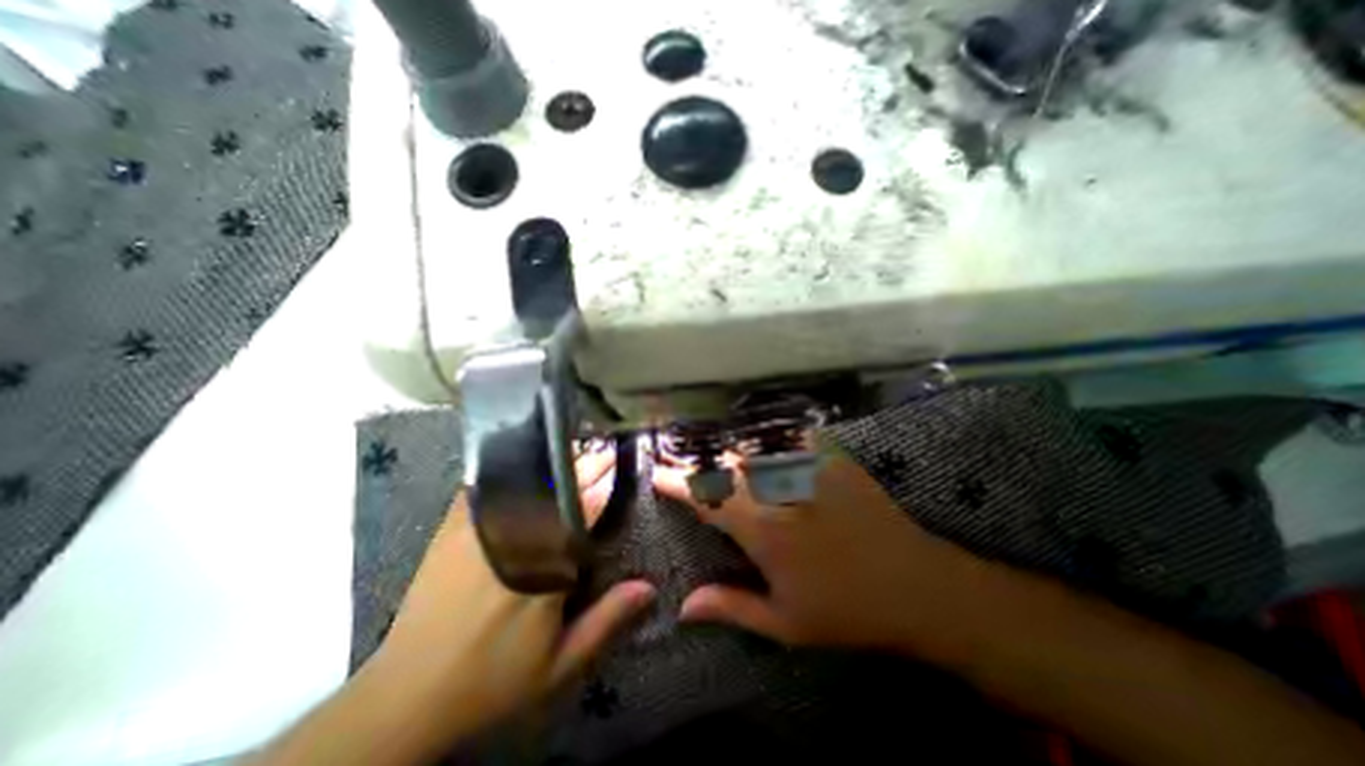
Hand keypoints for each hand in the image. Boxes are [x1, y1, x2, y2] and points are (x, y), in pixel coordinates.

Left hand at [364, 447, 650, 739]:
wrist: (406, 697)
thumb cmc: (493, 680)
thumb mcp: (558, 665)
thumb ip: (605, 621)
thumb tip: (649, 587)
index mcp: (545, 564)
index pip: (585, 508)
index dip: (606, 482)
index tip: (622, 464)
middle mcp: (514, 535)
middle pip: (558, 487)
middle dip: (586, 466)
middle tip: (605, 453)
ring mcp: (480, 527)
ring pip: (526, 481)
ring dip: (555, 466)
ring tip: (576, 455)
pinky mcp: (453, 527)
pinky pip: (486, 486)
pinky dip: (509, 472)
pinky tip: (523, 462)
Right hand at [656, 444, 988, 659]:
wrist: (916, 586)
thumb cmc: (847, 611)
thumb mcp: (785, 624)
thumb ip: (731, 608)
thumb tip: (684, 607)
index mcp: (762, 530)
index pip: (706, 498)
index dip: (677, 483)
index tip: (657, 474)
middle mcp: (777, 491)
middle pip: (725, 466)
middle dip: (698, 464)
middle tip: (683, 466)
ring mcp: (806, 470)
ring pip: (753, 448)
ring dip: (727, 451)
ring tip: (713, 455)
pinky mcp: (830, 459)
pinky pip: (790, 437)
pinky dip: (768, 437)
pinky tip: (760, 440)